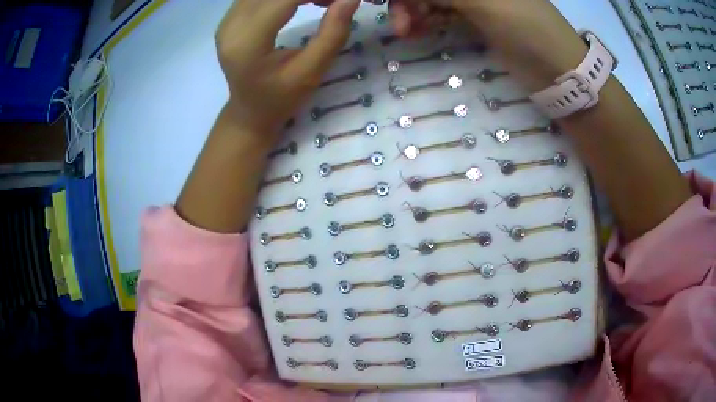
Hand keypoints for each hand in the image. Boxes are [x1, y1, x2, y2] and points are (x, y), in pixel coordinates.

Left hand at [216, 0, 359, 145]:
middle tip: (333, 2)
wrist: (248, 112)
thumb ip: (333, 33)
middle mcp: (231, 24)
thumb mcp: (311, 72)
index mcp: (248, 42)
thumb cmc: (280, 99)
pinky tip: (302, 1)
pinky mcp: (230, 17)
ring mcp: (227, 19)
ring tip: (321, 2)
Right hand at [388, 0, 588, 90]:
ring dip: (415, 12)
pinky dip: (428, 20)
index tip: (387, 4)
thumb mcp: (484, 4)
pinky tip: (418, 32)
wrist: (560, 71)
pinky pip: (443, 13)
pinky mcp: (477, 17)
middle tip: (401, 27)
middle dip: (409, 2)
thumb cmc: (528, 31)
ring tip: (408, 33)